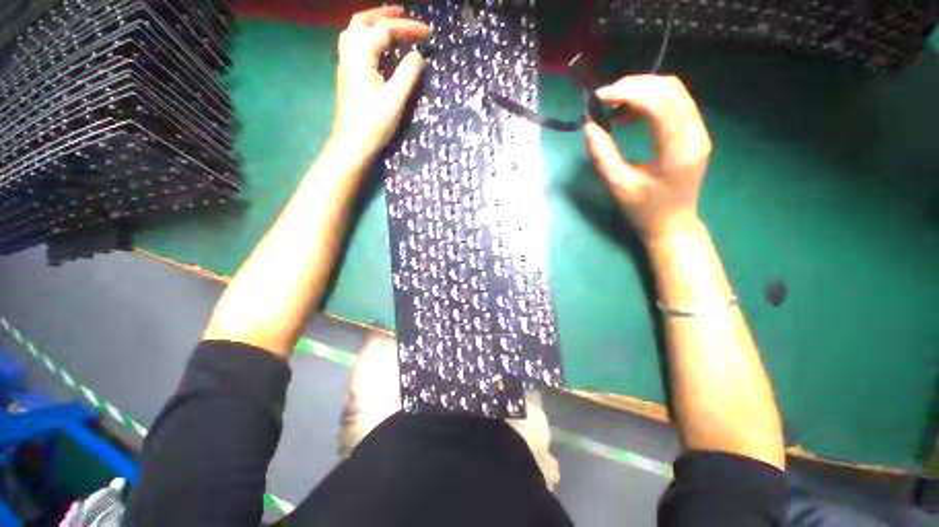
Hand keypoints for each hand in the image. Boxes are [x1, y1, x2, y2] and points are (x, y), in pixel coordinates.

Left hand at [332, 6, 430, 158]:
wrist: (352, 144)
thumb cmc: (373, 124)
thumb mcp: (395, 100)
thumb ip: (407, 74)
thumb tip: (418, 55)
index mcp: (362, 55)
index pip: (385, 30)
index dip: (408, 28)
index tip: (429, 33)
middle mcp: (350, 53)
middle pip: (363, 21)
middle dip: (385, 14)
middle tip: (404, 14)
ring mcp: (346, 64)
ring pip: (355, 31)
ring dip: (373, 23)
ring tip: (391, 25)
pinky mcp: (348, 76)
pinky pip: (354, 44)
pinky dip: (368, 37)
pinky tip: (377, 47)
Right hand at [585, 75, 711, 244]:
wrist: (673, 224)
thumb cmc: (644, 210)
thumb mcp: (618, 186)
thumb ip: (602, 155)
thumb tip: (588, 127)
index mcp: (678, 151)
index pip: (660, 104)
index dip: (629, 92)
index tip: (600, 97)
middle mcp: (695, 134)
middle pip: (671, 89)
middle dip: (635, 86)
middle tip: (605, 97)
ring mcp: (699, 131)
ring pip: (675, 92)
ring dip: (643, 90)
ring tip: (615, 106)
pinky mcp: (694, 132)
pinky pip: (675, 103)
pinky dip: (650, 100)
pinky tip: (631, 114)